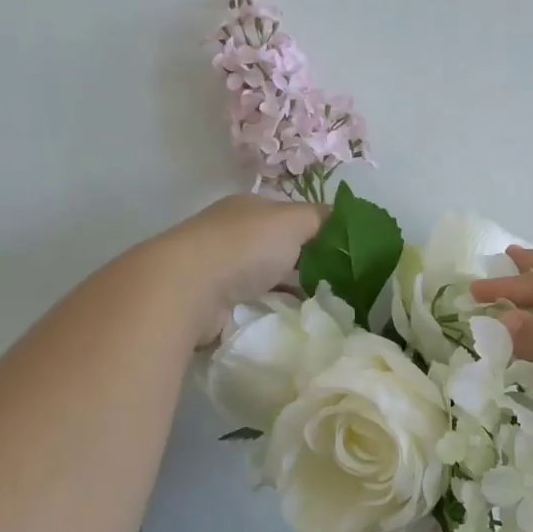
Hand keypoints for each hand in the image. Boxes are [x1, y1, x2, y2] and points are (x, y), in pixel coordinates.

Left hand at [146, 194, 325, 343]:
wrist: (189, 288)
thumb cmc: (245, 246)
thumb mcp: (294, 220)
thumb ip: (320, 218)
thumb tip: (341, 217)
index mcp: (249, 208)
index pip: (289, 216)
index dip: (316, 232)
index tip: (343, 254)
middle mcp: (231, 234)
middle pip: (277, 249)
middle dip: (304, 265)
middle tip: (337, 286)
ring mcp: (218, 269)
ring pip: (265, 279)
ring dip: (287, 291)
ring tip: (319, 309)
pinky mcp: (212, 302)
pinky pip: (250, 306)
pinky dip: (268, 311)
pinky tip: (288, 322)